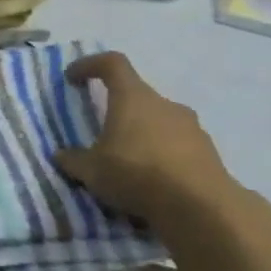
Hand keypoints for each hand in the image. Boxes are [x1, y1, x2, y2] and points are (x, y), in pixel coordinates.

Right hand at [53, 51, 237, 223]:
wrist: (200, 206)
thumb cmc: (135, 174)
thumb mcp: (91, 171)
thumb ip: (74, 159)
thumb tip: (62, 155)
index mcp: (133, 99)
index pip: (112, 64)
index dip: (90, 65)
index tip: (72, 77)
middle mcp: (164, 104)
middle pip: (137, 95)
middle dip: (117, 109)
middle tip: (101, 132)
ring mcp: (191, 127)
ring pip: (159, 120)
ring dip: (141, 133)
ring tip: (127, 161)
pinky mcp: (208, 151)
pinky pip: (176, 144)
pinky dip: (161, 153)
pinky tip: (151, 179)